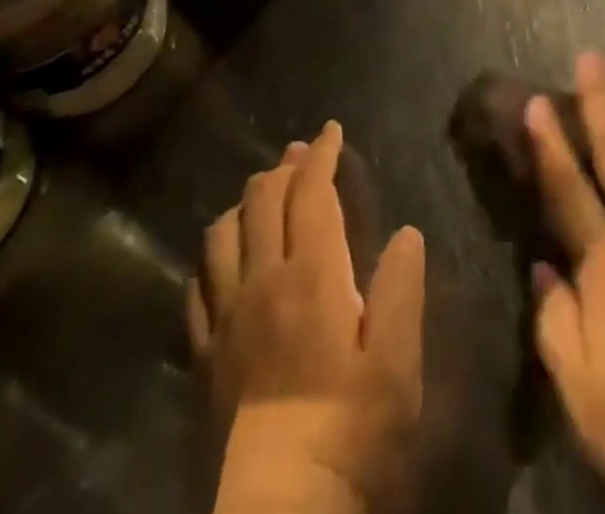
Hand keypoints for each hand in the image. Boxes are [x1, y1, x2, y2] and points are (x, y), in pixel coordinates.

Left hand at [189, 122, 425, 513]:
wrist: (280, 513)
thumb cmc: (351, 431)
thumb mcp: (397, 362)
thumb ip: (402, 289)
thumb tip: (406, 233)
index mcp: (313, 274)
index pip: (311, 192)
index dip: (322, 154)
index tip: (332, 130)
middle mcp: (263, 282)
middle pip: (263, 201)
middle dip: (284, 167)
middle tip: (302, 153)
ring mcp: (226, 318)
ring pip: (222, 234)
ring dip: (245, 202)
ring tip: (263, 194)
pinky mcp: (203, 355)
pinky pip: (197, 286)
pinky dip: (213, 256)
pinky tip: (225, 260)